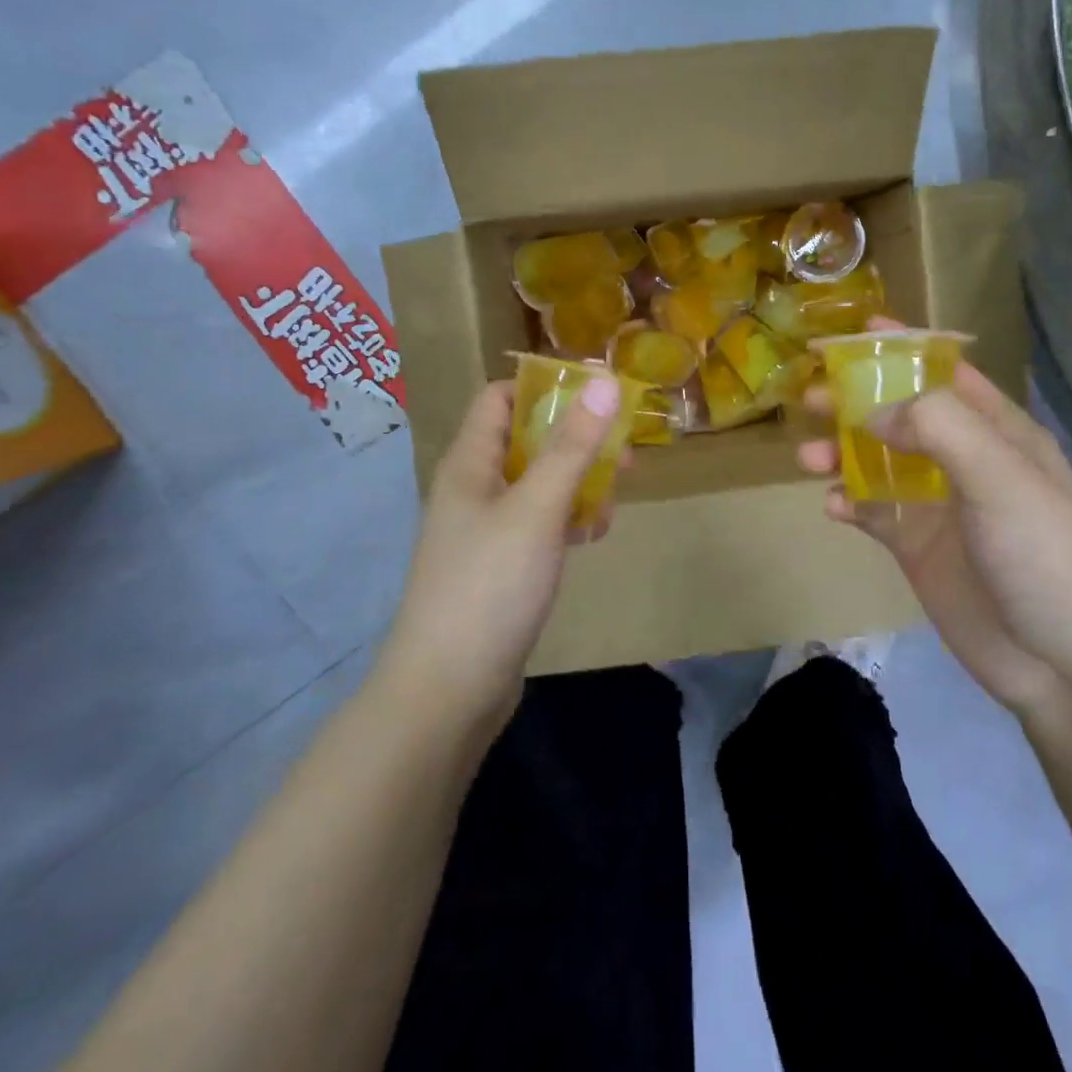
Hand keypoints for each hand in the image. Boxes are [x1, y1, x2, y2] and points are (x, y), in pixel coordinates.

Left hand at [380, 377, 623, 731]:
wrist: (447, 691)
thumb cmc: (489, 585)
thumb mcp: (537, 508)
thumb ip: (572, 445)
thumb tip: (602, 379)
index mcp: (469, 464)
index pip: (499, 398)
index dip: (544, 387)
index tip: (597, 392)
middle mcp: (474, 489)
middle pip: (526, 441)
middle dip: (576, 439)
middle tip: (624, 449)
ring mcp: (486, 531)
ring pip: (538, 485)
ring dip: (577, 482)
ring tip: (615, 497)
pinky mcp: (501, 567)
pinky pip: (539, 525)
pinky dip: (567, 521)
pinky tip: (593, 535)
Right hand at [796, 322, 1071, 710]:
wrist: (1069, 667)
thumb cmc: (1046, 554)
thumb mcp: (1001, 476)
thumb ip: (938, 428)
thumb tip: (873, 412)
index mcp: (997, 432)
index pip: (945, 373)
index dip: (902, 349)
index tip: (853, 331)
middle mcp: (965, 462)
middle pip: (900, 416)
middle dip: (855, 401)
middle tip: (809, 397)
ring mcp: (940, 506)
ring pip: (878, 463)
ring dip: (841, 454)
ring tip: (806, 458)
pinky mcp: (918, 548)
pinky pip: (872, 513)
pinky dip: (848, 503)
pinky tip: (831, 506)